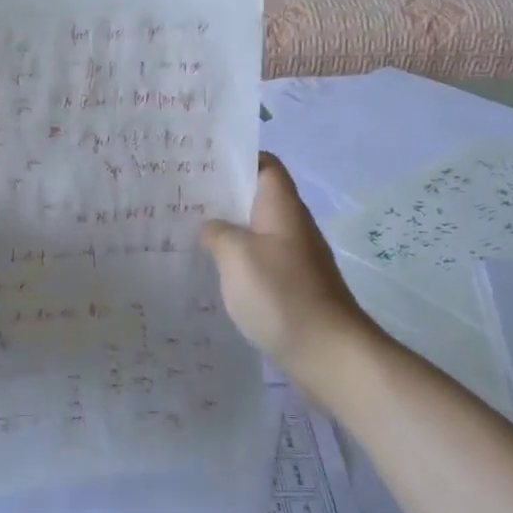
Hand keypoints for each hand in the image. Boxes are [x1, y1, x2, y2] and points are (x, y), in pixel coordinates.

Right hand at [201, 155, 373, 385]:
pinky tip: (212, 273)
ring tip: (188, 233)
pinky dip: (237, 261)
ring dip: (227, 230)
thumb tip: (211, 228)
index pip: (265, 164)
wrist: (330, 354)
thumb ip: (217, 232)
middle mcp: (291, 226)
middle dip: (222, 196)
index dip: (237, 158)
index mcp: (282, 208)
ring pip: (255, 231)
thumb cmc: (282, 294)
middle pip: (256, 197)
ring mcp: (294, 258)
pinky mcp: (292, 287)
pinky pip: (259, 261)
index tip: (201, 164)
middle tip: (182, 198)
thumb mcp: (236, 255)